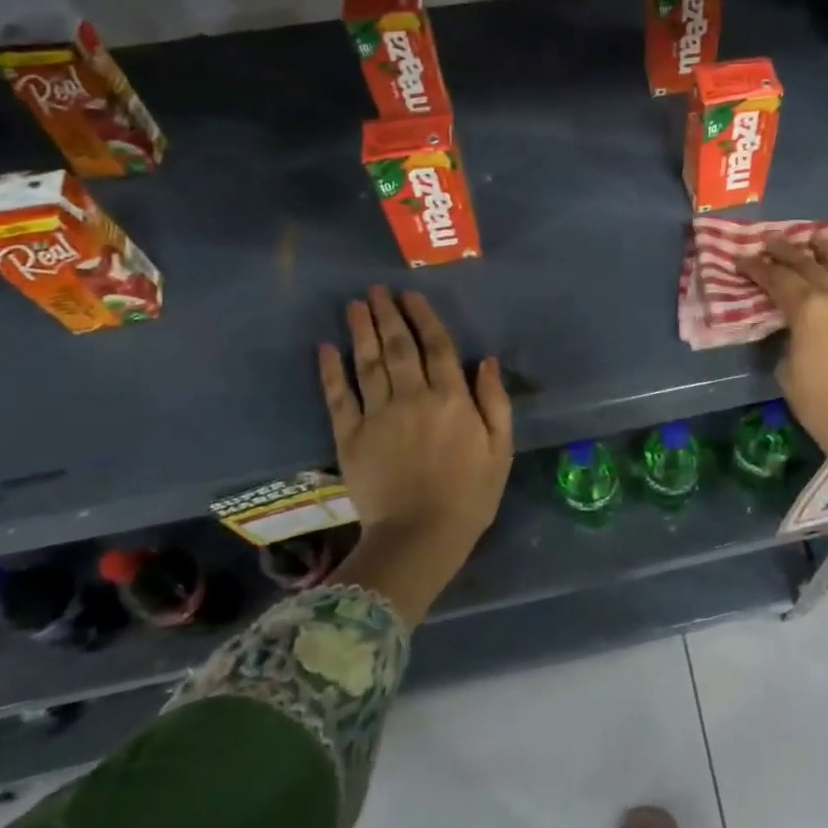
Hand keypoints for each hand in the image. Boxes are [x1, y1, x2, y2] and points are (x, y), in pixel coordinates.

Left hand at [318, 287, 512, 621]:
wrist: (420, 537)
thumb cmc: (470, 495)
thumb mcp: (501, 450)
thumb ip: (495, 402)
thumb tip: (487, 362)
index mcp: (452, 398)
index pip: (437, 346)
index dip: (423, 317)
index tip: (411, 295)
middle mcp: (413, 396)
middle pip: (399, 346)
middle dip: (388, 314)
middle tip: (378, 290)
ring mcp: (378, 415)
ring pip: (368, 362)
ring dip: (361, 330)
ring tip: (355, 305)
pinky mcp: (350, 437)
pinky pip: (339, 396)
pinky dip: (331, 370)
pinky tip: (326, 348)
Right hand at [737, 235, 827, 488]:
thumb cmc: (821, 406)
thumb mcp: (788, 372)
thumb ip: (790, 340)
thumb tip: (797, 331)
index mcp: (808, 309)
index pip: (777, 279)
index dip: (757, 268)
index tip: (742, 258)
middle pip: (809, 266)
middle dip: (787, 252)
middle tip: (771, 241)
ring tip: (818, 238)